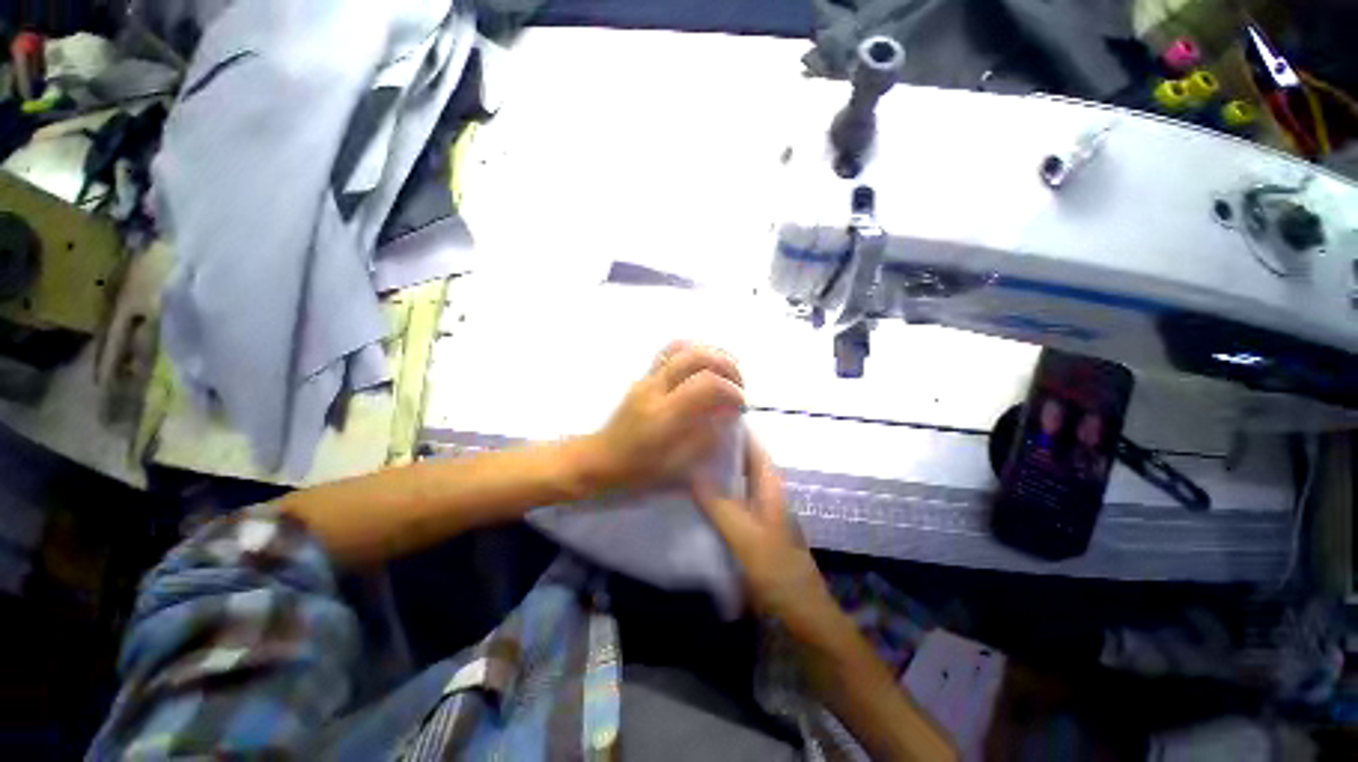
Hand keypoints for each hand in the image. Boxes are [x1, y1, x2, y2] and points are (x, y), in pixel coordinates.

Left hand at [584, 341, 744, 491]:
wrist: (600, 459)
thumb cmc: (638, 471)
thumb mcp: (676, 467)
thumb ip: (705, 438)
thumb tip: (728, 414)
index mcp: (663, 416)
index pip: (706, 385)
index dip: (731, 391)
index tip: (741, 405)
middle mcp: (655, 390)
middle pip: (696, 357)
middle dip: (727, 365)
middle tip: (739, 385)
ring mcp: (646, 379)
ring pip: (682, 347)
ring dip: (711, 354)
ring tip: (726, 372)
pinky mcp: (643, 375)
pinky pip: (671, 352)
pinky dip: (694, 352)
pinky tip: (705, 369)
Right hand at [692, 437, 834, 629]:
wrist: (800, 617)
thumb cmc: (777, 572)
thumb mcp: (745, 536)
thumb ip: (719, 504)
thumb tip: (692, 471)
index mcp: (770, 486)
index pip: (753, 445)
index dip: (734, 428)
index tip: (705, 415)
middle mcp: (765, 492)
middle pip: (742, 460)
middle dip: (718, 447)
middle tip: (686, 436)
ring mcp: (758, 511)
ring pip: (734, 480)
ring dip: (715, 470)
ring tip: (684, 459)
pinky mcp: (751, 528)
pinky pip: (730, 501)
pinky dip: (714, 493)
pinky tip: (693, 495)